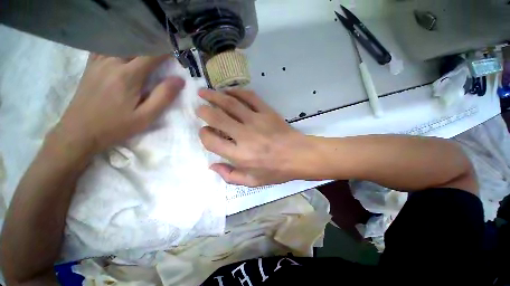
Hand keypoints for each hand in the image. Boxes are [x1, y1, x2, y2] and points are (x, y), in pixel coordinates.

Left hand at [51, 54, 184, 157]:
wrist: (79, 132)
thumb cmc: (115, 126)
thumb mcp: (146, 116)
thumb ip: (163, 96)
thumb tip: (179, 80)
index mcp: (128, 75)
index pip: (151, 54)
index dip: (165, 51)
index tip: (175, 52)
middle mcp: (112, 62)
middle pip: (135, 45)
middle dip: (152, 46)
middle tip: (163, 52)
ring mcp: (98, 62)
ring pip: (120, 43)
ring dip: (136, 44)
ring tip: (146, 49)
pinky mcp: (91, 66)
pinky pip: (105, 47)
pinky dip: (118, 45)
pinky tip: (124, 51)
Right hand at [197, 89, 312, 186]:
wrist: (299, 156)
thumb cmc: (276, 171)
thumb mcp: (252, 182)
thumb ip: (230, 176)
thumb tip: (212, 166)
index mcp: (240, 155)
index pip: (212, 141)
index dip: (204, 135)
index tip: (205, 132)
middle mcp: (245, 136)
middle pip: (217, 118)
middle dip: (204, 110)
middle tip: (199, 107)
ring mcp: (256, 121)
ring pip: (230, 103)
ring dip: (215, 96)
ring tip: (205, 92)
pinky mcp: (267, 112)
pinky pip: (250, 97)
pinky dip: (237, 92)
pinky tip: (229, 91)